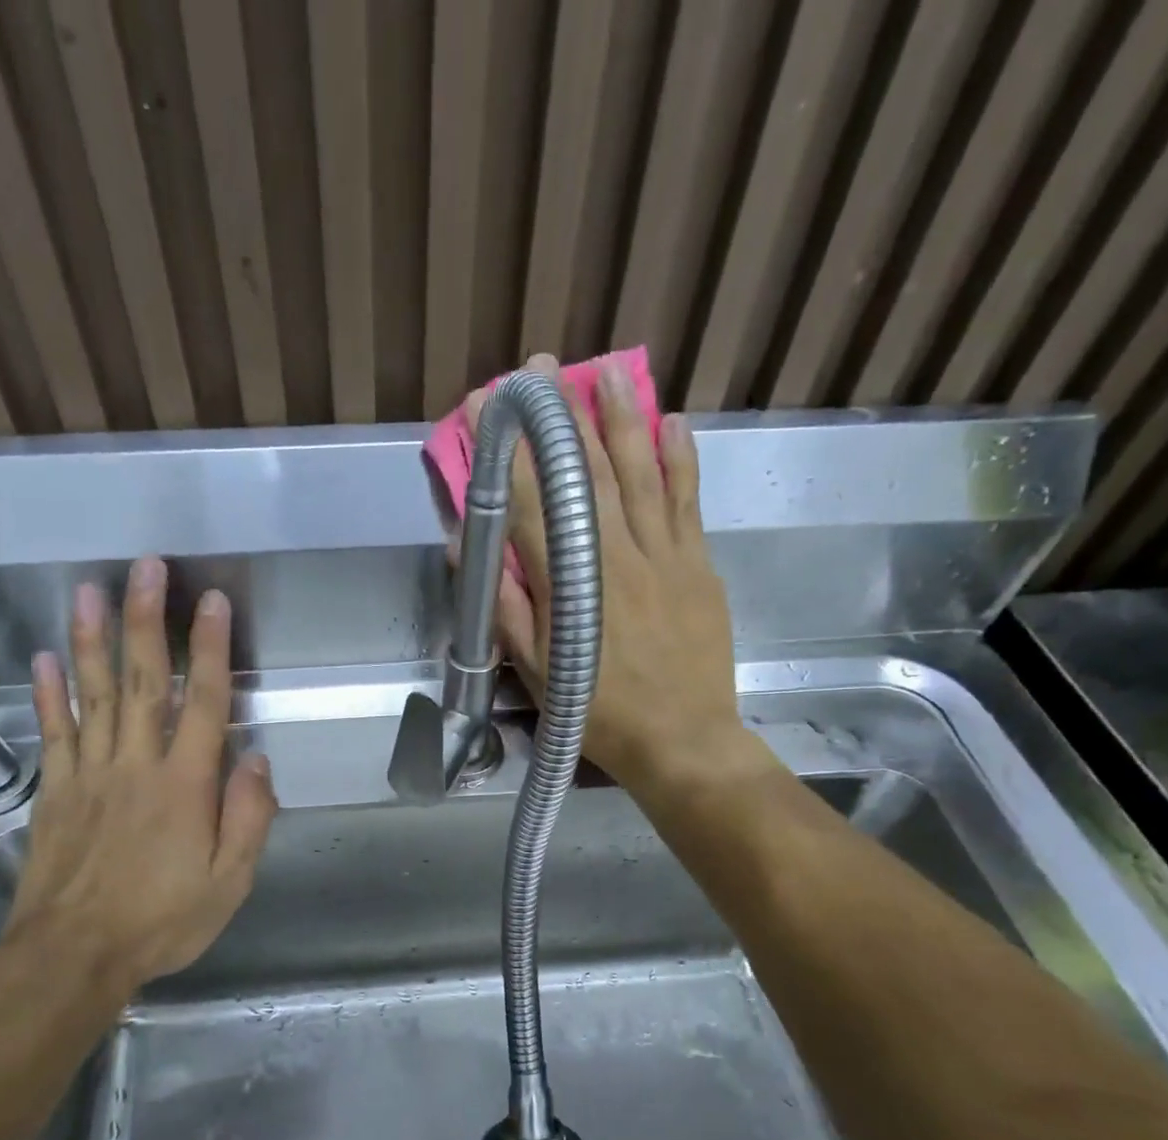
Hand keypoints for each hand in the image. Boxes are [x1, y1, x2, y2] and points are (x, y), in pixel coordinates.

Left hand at [0, 556, 276, 1010]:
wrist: (73, 956)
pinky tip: (46, 658)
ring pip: (93, 696)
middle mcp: (136, 765)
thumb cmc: (162, 921)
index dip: (210, 650)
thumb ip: (247, 818)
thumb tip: (257, 759)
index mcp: (185, 786)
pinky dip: (49, 694)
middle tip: (146, 568)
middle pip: (143, 682)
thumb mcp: (230, 883)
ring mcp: (90, 774)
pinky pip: (53, 734)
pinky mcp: (55, 792)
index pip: (204, 703)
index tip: (212, 602)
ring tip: (90, 591)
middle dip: (146, 621)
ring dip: (93, 640)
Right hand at [465, 353, 769, 800]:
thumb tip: (468, 551)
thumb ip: (505, 609)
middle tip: (544, 369)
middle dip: (562, 418)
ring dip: (622, 420)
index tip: (493, 407)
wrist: (684, 741)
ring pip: (641, 475)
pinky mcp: (699, 565)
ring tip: (607, 373)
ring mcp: (665, 556)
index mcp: (571, 586)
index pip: (532, 504)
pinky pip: (688, 502)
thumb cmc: (599, 713)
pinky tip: (673, 423)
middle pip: (587, 475)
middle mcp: (617, 557)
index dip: (511, 452)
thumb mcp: (536, 673)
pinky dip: (681, 460)